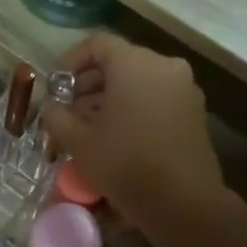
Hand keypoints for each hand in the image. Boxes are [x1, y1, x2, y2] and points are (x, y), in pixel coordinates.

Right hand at [40, 33, 223, 233]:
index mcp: (135, 64)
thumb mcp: (78, 141)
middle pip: (119, 62)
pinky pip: (157, 97)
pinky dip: (134, 107)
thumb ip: (57, 116)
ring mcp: (184, 89)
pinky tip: (118, 136)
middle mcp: (164, 66)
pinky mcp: (195, 112)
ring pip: (139, 81)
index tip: (56, 86)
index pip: (97, 44)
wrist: (183, 202)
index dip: (70, 61)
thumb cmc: (125, 164)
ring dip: (111, 97)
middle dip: (89, 83)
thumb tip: (51, 106)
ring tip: (90, 127)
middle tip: (69, 110)